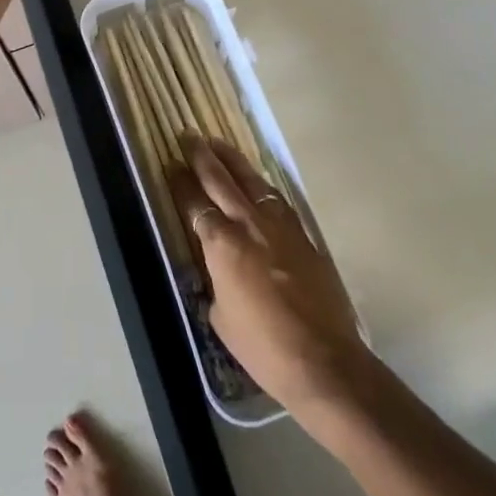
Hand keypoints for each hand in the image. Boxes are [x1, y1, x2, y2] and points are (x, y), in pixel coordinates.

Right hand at [166, 134, 375, 415]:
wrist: (323, 360)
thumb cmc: (263, 346)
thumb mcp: (222, 316)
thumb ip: (216, 280)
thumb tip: (219, 269)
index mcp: (222, 244)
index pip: (195, 204)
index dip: (181, 183)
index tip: (171, 165)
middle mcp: (249, 224)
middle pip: (221, 180)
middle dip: (203, 156)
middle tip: (189, 136)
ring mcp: (280, 226)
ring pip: (252, 181)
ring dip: (233, 161)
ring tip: (219, 144)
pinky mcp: (304, 236)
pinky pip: (277, 199)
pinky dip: (261, 185)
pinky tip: (257, 182)